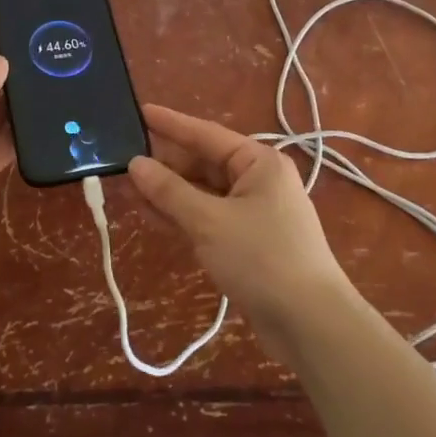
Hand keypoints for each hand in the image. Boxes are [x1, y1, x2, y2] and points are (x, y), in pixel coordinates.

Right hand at [127, 104, 357, 364]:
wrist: (311, 324)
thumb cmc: (262, 259)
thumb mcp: (209, 222)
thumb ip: (170, 191)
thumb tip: (136, 164)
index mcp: (258, 162)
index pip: (206, 134)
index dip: (171, 124)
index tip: (140, 112)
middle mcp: (258, 180)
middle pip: (204, 163)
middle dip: (166, 164)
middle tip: (124, 159)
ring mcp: (254, 212)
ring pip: (203, 193)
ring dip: (170, 192)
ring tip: (129, 187)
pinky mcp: (248, 242)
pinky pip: (209, 217)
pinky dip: (183, 215)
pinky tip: (152, 214)